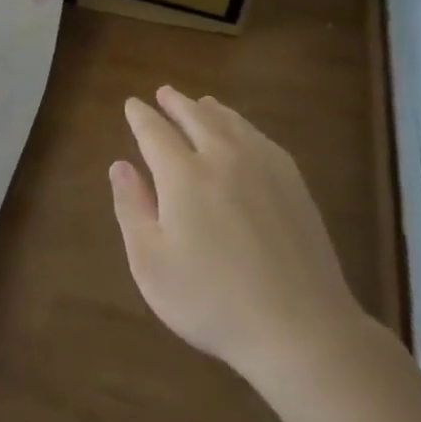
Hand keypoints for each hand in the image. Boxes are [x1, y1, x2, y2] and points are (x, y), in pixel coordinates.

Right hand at [109, 86, 365, 387]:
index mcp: (183, 175)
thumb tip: (120, 165)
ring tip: (201, 103)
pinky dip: (244, 127)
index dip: (140, 116)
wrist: (300, 328)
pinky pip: (262, 139)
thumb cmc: (212, 301)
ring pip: (232, 123)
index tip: (132, 104)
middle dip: (176, 103)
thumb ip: (131, 208)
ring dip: (210, 110)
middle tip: (164, 93)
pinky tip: (244, 134)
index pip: (154, 132)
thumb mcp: (151, 262)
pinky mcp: (294, 185)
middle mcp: (223, 158)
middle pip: (196, 117)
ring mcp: (264, 168)